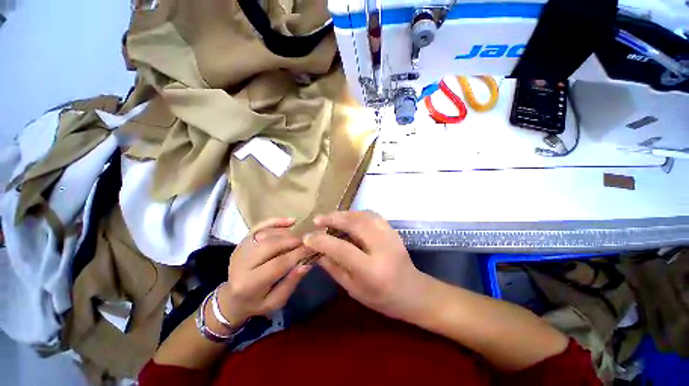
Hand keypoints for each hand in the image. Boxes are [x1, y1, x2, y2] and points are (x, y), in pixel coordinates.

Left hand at [214, 218, 313, 331]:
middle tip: (308, 241)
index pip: (278, 264)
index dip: (298, 254)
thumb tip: (308, 263)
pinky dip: (276, 221)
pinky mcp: (242, 241)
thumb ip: (291, 282)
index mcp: (249, 283)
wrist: (232, 298)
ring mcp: (240, 249)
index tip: (314, 248)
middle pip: (272, 245)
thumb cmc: (257, 302)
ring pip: (268, 234)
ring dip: (288, 233)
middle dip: (293, 241)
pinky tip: (291, 221)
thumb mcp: (276, 301)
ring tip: (301, 237)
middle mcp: (242, 263)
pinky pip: (260, 226)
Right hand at [304, 211, 431, 321]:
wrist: (413, 292)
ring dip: (344, 214)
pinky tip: (348, 217)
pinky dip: (357, 213)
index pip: (342, 249)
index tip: (307, 237)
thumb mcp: (354, 289)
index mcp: (371, 270)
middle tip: (318, 219)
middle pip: (355, 225)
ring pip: (364, 216)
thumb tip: (317, 253)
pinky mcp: (393, 230)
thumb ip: (334, 269)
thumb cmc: (382, 298)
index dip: (322, 241)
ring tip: (330, 217)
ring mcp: (390, 236)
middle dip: (333, 219)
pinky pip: (372, 215)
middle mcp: (382, 248)